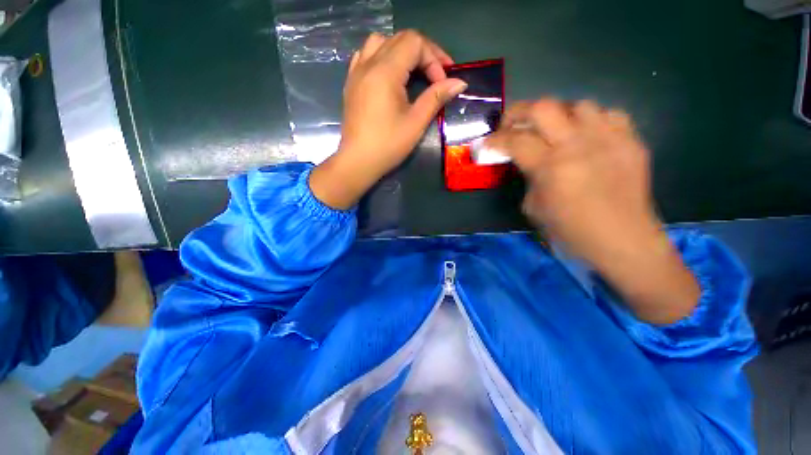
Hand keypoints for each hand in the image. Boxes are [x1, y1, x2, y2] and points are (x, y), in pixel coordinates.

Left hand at [310, 31, 467, 209]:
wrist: (358, 161)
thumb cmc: (388, 145)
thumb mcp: (416, 122)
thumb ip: (436, 97)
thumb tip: (459, 82)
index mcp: (385, 71)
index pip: (414, 43)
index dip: (434, 58)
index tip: (442, 83)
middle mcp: (368, 63)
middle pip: (400, 39)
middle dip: (423, 53)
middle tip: (435, 76)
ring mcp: (356, 72)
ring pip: (381, 42)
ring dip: (401, 51)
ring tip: (412, 72)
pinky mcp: (351, 82)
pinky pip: (365, 55)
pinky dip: (382, 57)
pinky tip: (389, 75)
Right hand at [487, 100, 698, 323]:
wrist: (623, 241)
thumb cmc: (571, 232)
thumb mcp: (534, 208)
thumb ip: (529, 178)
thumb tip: (528, 162)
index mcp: (551, 167)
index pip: (515, 141)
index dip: (495, 139)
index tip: (486, 143)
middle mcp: (579, 145)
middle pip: (543, 107)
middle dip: (519, 112)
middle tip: (512, 125)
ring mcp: (609, 139)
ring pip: (578, 104)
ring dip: (558, 115)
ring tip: (553, 131)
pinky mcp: (631, 141)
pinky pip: (608, 115)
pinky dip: (591, 121)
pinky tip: (586, 137)